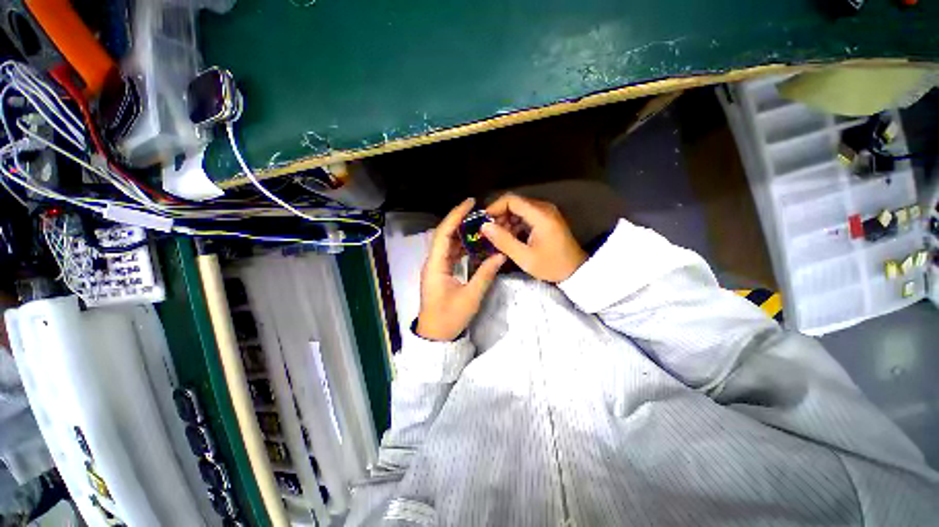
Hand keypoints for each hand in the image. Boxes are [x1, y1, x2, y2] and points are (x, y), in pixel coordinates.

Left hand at [416, 198, 506, 340]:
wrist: (436, 336)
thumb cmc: (450, 317)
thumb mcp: (471, 296)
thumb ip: (486, 273)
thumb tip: (501, 255)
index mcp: (436, 265)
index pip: (444, 233)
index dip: (456, 215)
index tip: (470, 202)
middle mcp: (433, 262)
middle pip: (444, 235)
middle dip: (460, 221)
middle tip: (479, 212)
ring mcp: (436, 267)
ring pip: (448, 244)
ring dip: (462, 234)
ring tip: (479, 225)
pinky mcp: (440, 273)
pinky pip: (450, 254)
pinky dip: (462, 247)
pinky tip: (474, 244)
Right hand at [481, 194, 586, 282]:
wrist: (576, 271)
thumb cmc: (551, 265)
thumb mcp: (524, 257)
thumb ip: (503, 240)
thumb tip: (484, 227)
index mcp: (540, 215)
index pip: (511, 200)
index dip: (494, 208)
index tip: (483, 222)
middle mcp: (544, 208)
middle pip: (515, 203)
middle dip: (499, 216)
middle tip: (490, 233)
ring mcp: (546, 213)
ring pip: (519, 209)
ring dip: (506, 221)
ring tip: (499, 238)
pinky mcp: (546, 219)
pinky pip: (526, 216)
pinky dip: (515, 224)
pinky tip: (511, 238)